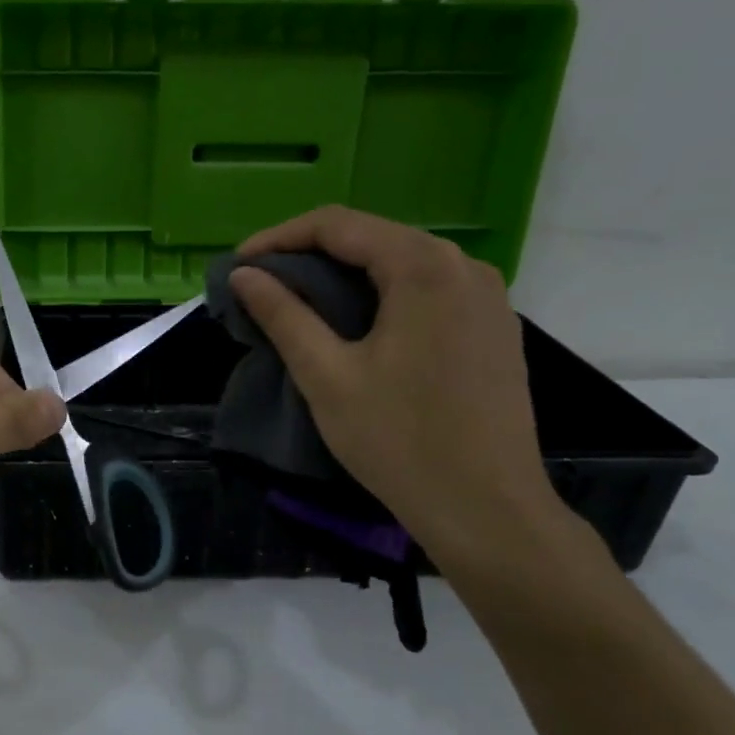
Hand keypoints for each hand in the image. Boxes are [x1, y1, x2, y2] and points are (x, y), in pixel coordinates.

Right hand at [229, 207, 564, 572]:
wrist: (487, 509)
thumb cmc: (399, 440)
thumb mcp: (326, 375)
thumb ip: (282, 315)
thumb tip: (244, 275)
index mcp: (424, 267)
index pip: (337, 225)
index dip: (279, 239)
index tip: (240, 267)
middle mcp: (464, 267)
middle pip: (372, 238)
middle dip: (310, 255)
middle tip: (262, 286)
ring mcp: (488, 297)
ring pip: (400, 264)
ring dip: (345, 276)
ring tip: (300, 304)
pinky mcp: (494, 328)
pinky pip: (427, 290)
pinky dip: (381, 296)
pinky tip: (356, 326)